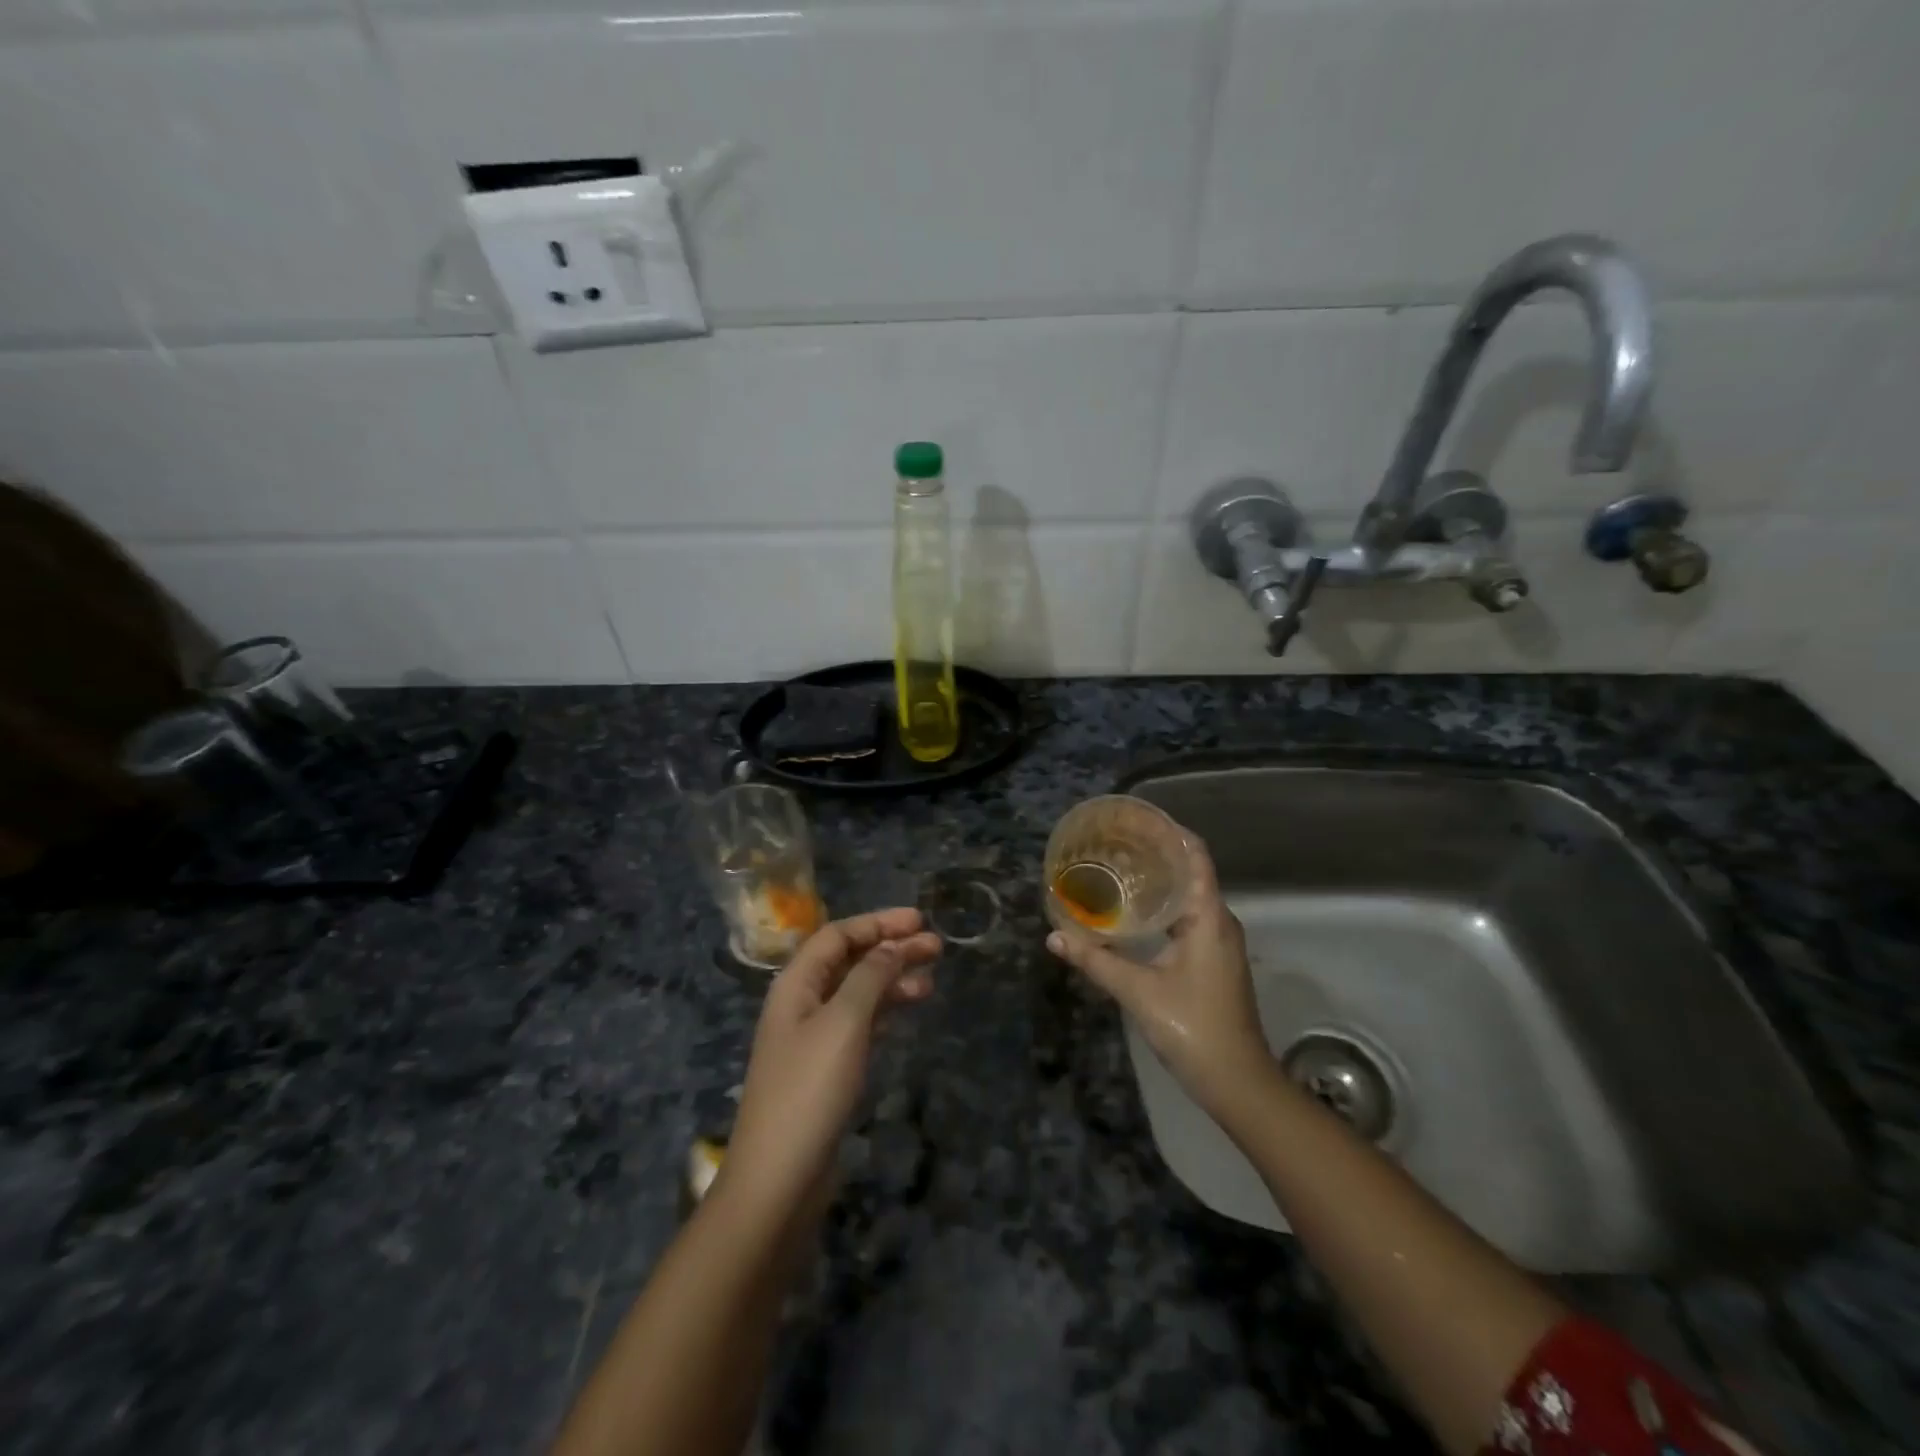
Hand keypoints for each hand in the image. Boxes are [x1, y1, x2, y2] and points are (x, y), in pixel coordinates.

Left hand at [724, 908, 940, 1217]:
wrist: (778, 1180)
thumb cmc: (810, 1090)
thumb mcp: (844, 1023)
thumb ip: (869, 977)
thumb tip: (892, 946)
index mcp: (796, 984)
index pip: (837, 935)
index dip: (878, 923)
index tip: (920, 920)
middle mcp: (801, 1003)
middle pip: (849, 961)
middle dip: (891, 949)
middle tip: (936, 947)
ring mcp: (813, 1038)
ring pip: (857, 992)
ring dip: (892, 980)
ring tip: (931, 981)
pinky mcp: (826, 1069)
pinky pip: (859, 1023)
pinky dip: (885, 1011)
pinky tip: (907, 1011)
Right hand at [1046, 837, 1273, 1116]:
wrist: (1238, 1082)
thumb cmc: (1193, 1028)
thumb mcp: (1139, 992)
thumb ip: (1096, 961)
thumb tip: (1054, 936)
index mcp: (1208, 918)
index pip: (1195, 856)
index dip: (1170, 831)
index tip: (1136, 818)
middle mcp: (1218, 922)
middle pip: (1190, 872)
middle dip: (1155, 853)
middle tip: (1113, 842)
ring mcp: (1218, 942)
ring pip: (1188, 897)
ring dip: (1158, 881)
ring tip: (1117, 869)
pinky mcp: (1212, 960)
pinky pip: (1187, 918)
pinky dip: (1161, 906)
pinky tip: (1133, 913)